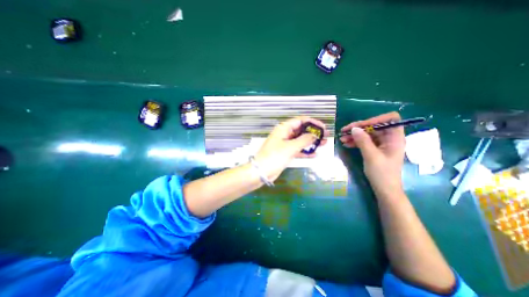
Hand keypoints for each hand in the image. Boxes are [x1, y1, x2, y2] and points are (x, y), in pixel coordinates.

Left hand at [255, 117, 328, 182]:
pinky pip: (298, 149)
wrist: (262, 171)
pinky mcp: (286, 153)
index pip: (300, 121)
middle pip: (301, 130)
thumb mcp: (290, 147)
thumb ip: (304, 140)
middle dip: (313, 133)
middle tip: (326, 136)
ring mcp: (285, 144)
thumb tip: (315, 135)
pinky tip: (315, 153)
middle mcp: (285, 134)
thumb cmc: (275, 156)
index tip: (323, 127)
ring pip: (300, 140)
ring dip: (311, 142)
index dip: (312, 122)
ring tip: (324, 144)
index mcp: (284, 128)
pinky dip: (305, 151)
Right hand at [338, 112, 405, 193]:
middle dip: (359, 128)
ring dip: (355, 135)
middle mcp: (389, 138)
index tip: (361, 125)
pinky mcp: (375, 149)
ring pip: (367, 134)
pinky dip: (355, 141)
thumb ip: (363, 141)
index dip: (376, 119)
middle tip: (344, 131)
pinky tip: (346, 144)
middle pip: (374, 126)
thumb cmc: (382, 174)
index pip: (390, 119)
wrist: (384, 189)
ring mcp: (382, 144)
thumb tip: (354, 128)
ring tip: (342, 138)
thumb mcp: (371, 156)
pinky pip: (365, 141)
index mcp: (395, 138)